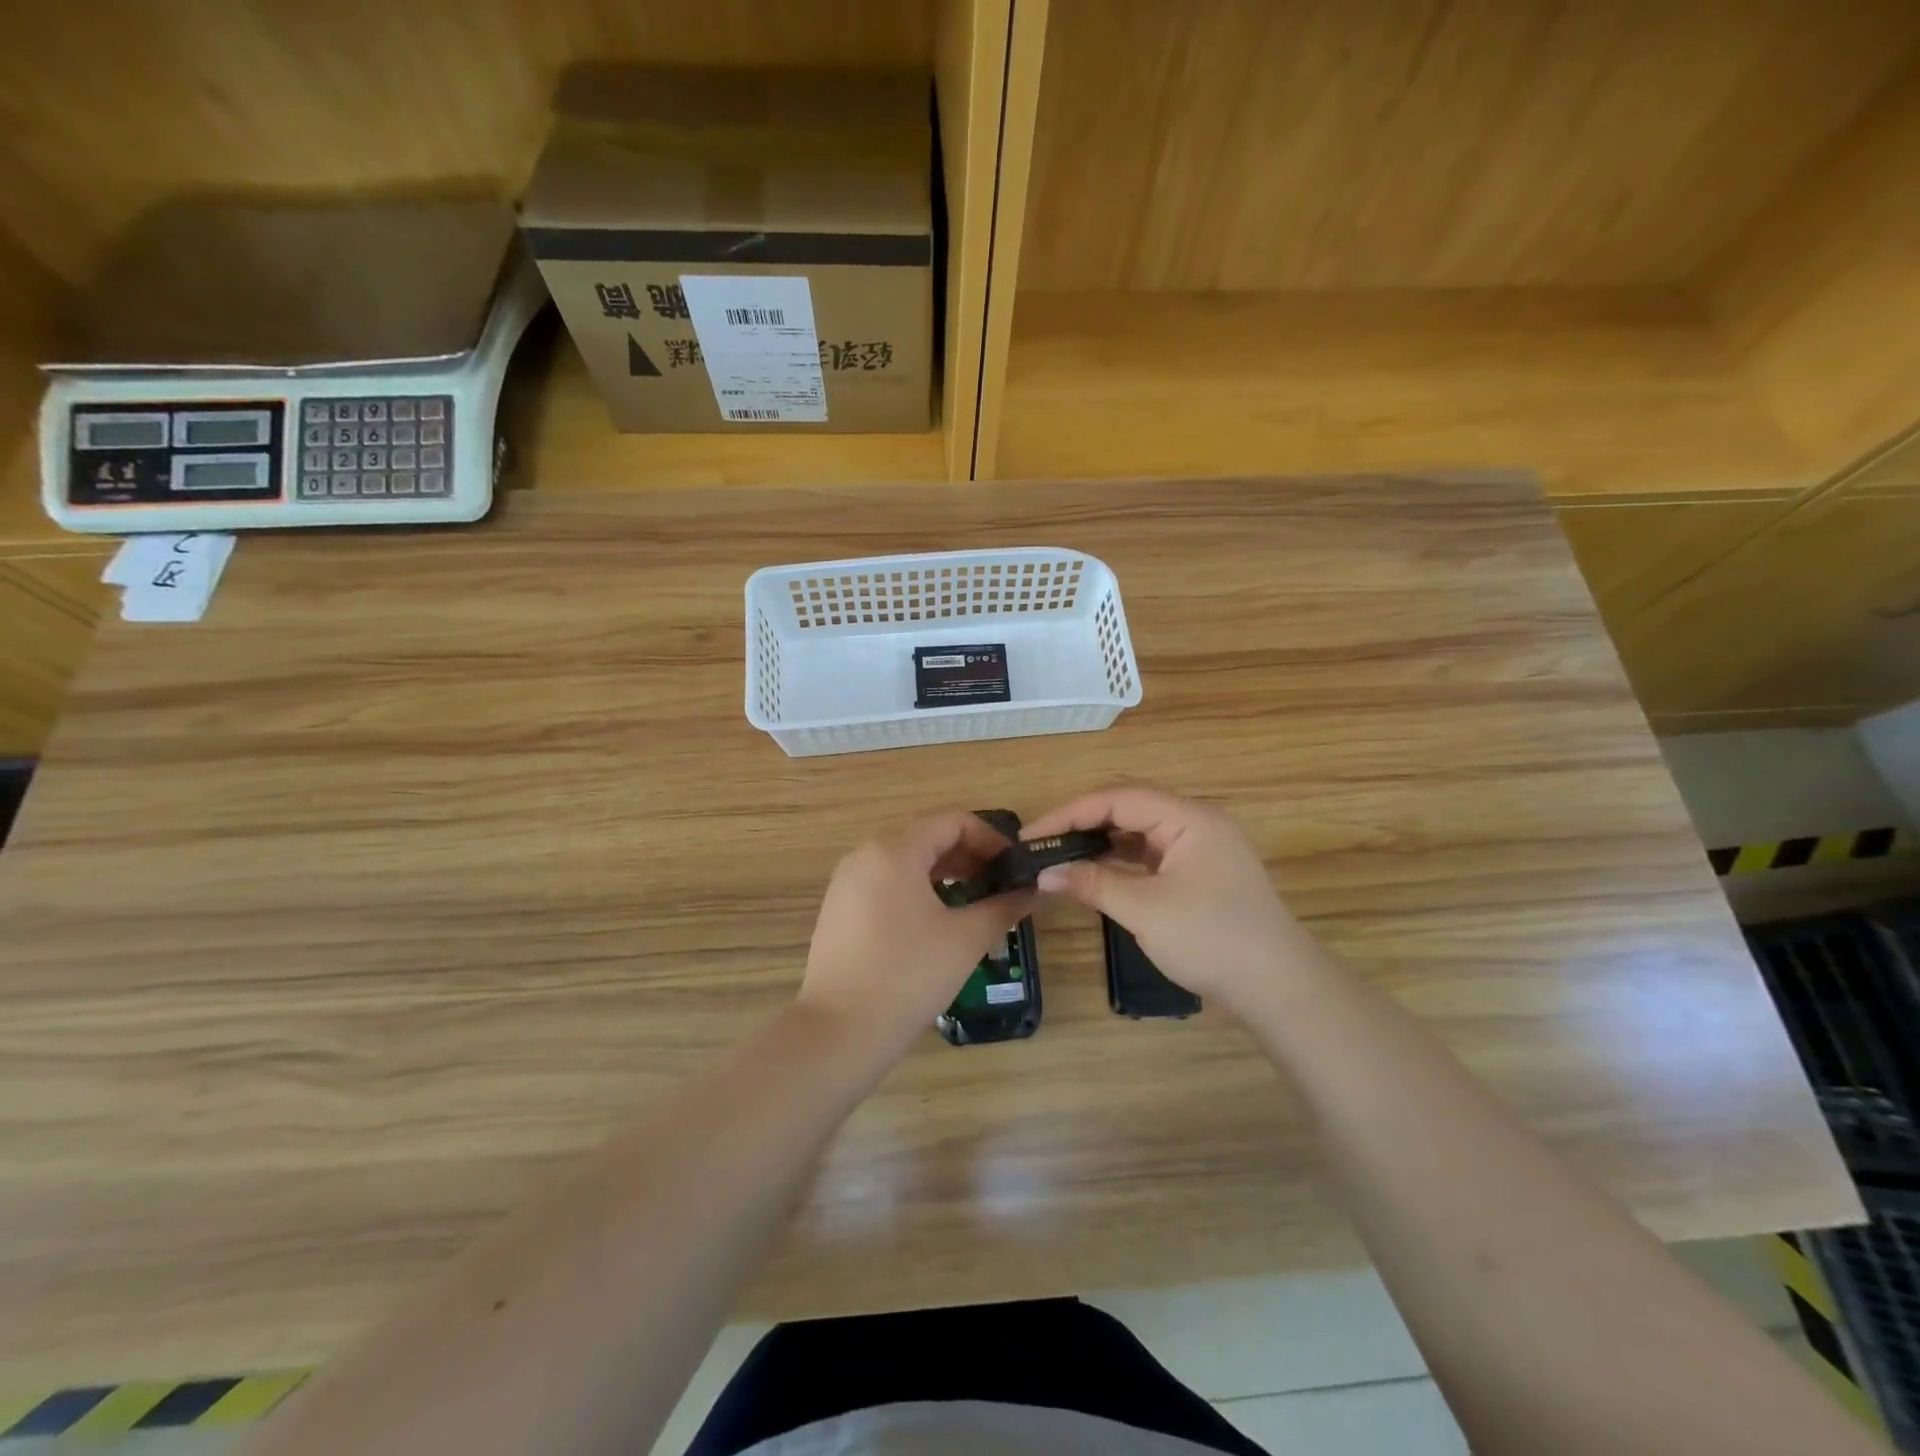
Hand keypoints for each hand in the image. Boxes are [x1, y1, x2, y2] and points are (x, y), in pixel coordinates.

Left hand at [798, 809, 1034, 1054]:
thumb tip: (1038, 888)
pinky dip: (917, 887)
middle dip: (968, 854)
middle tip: (1000, 884)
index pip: (953, 820)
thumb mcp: (966, 938)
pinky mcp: (839, 907)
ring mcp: (847, 880)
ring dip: (944, 871)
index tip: (1015, 868)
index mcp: (894, 848)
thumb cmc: (908, 976)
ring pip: (905, 858)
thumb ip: (1005, 905)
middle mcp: (866, 853)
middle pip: (927, 834)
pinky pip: (885, 880)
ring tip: (973, 900)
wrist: (839, 1032)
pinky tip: (936, 919)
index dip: (990, 838)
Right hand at [1023, 785, 1317, 1015]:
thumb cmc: (1212, 940)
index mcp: (1189, 817)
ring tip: (1062, 857)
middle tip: (1043, 844)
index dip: (1069, 813)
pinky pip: (1152, 853)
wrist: (1279, 989)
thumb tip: (1044, 873)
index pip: (1117, 798)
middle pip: (1128, 806)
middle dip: (1082, 822)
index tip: (1031, 836)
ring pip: (1140, 830)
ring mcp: (1202, 847)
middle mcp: (1196, 821)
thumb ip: (1092, 884)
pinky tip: (1097, 873)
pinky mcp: (1202, 872)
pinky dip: (1121, 860)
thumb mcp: (1145, 910)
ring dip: (1101, 841)